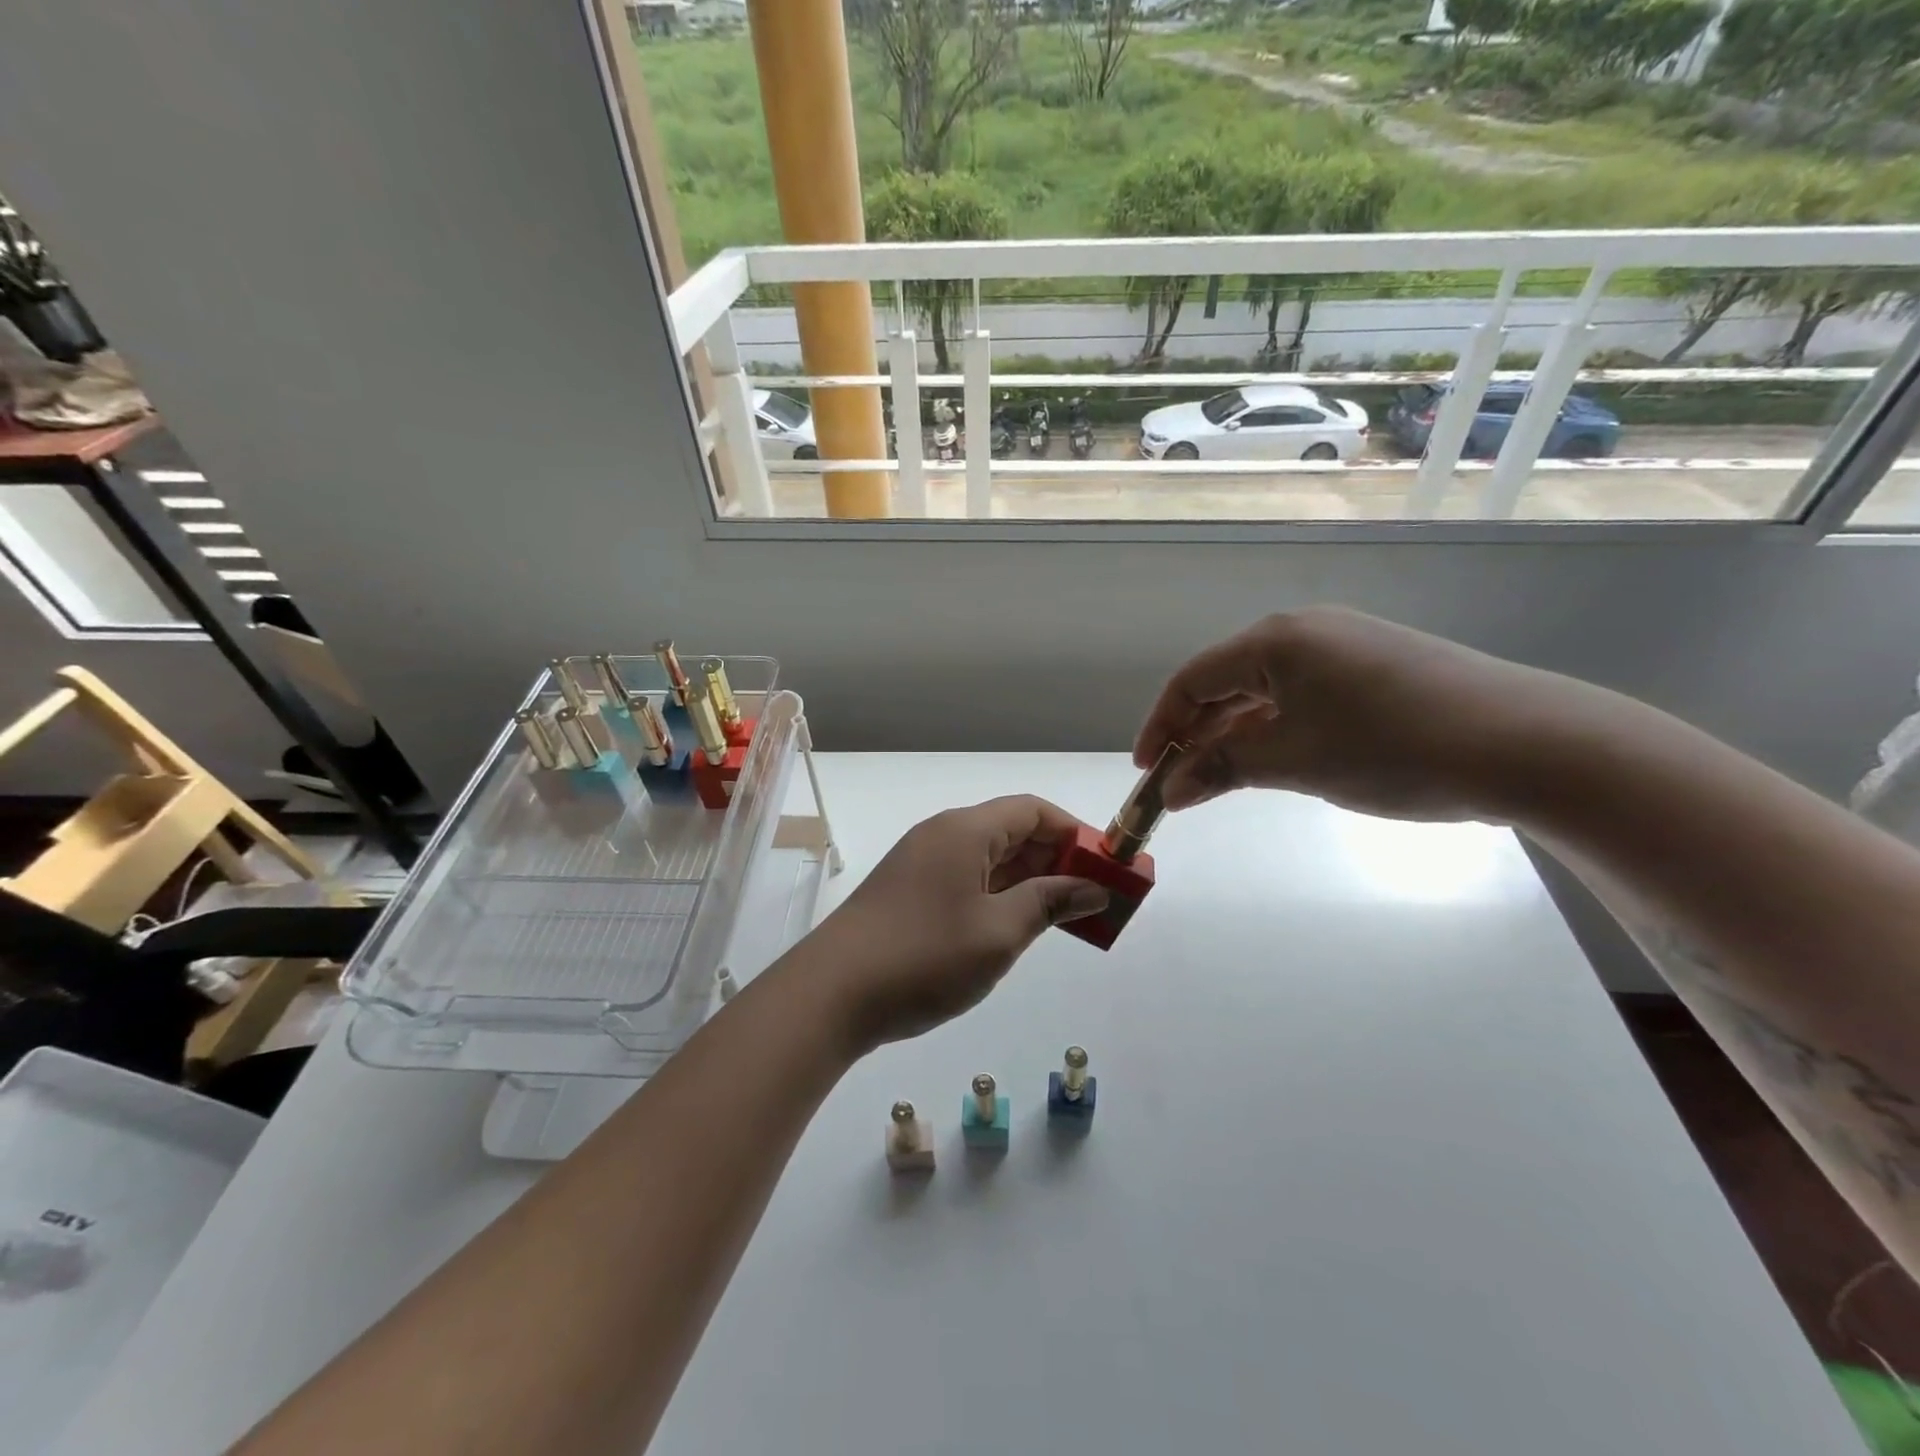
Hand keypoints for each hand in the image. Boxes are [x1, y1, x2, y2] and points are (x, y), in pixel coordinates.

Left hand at [798, 796, 1107, 1051]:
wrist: (831, 994)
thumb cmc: (923, 957)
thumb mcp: (999, 933)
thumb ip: (1049, 903)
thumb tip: (1093, 887)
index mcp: (964, 830)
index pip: (1032, 810)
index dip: (1075, 832)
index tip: (1107, 865)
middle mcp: (942, 835)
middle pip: (1012, 831)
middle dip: (1057, 858)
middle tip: (1093, 897)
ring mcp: (921, 864)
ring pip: (989, 858)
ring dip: (1029, 881)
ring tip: (1065, 916)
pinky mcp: (909, 892)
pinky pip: (967, 880)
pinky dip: (999, 895)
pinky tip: (1016, 925)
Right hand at [1135, 607, 1585, 821]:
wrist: (1529, 744)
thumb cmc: (1392, 747)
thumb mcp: (1294, 762)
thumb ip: (1222, 770)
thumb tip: (1171, 792)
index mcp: (1276, 640)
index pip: (1193, 680)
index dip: (1162, 726)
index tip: (1147, 771)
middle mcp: (1306, 631)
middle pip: (1227, 683)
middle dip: (1197, 734)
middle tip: (1180, 783)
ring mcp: (1347, 647)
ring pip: (1267, 692)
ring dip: (1236, 735)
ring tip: (1221, 778)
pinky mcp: (1379, 669)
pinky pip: (1305, 697)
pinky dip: (1278, 730)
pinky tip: (1277, 760)